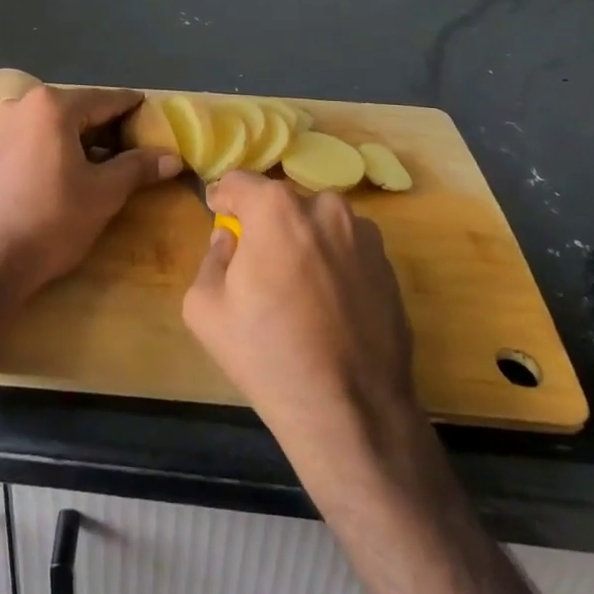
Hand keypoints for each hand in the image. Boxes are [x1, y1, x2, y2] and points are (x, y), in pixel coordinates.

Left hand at [0, 86, 180, 299]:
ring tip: (119, 161)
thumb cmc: (52, 219)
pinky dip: (66, 147)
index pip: (107, 100)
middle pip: (83, 109)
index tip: (159, 118)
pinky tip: (84, 169)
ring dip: (90, 140)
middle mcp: (25, 104)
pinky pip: (42, 137)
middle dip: (113, 127)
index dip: (136, 110)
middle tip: (143, 146)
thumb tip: (173, 157)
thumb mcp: (104, 192)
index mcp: (52, 105)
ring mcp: (7, 126)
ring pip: (62, 124)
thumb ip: (138, 167)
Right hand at [183, 171, 417, 458]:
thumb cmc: (268, 354)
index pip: (238, 182)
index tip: (218, 217)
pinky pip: (347, 250)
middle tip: (256, 264)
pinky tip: (327, 308)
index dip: (222, 199)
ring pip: (318, 224)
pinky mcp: (389, 266)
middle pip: (281, 203)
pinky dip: (333, 264)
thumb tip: (229, 240)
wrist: (352, 411)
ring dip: (303, 242)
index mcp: (276, 208)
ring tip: (296, 290)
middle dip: (265, 224)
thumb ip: (211, 258)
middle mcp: (325, 207)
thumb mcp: (205, 308)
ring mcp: (364, 234)